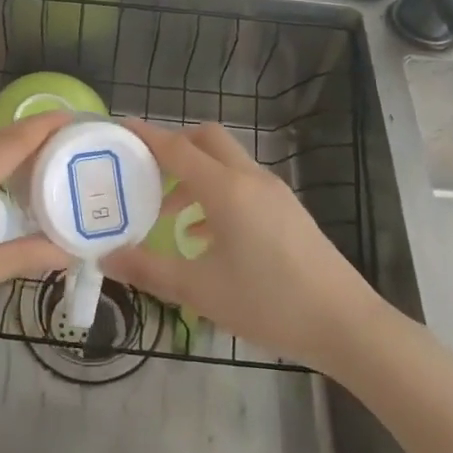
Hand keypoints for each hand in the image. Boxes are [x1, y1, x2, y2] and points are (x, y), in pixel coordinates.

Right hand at [103, 120, 393, 375]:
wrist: (346, 324)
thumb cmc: (269, 303)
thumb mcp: (200, 291)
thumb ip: (149, 270)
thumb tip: (106, 257)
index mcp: (226, 189)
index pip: (176, 148)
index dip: (145, 136)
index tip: (119, 128)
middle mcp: (250, 178)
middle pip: (206, 139)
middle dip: (173, 145)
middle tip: (144, 170)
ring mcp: (274, 192)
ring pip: (226, 162)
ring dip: (195, 174)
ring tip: (167, 212)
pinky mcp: (288, 210)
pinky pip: (243, 185)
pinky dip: (217, 193)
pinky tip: (205, 236)